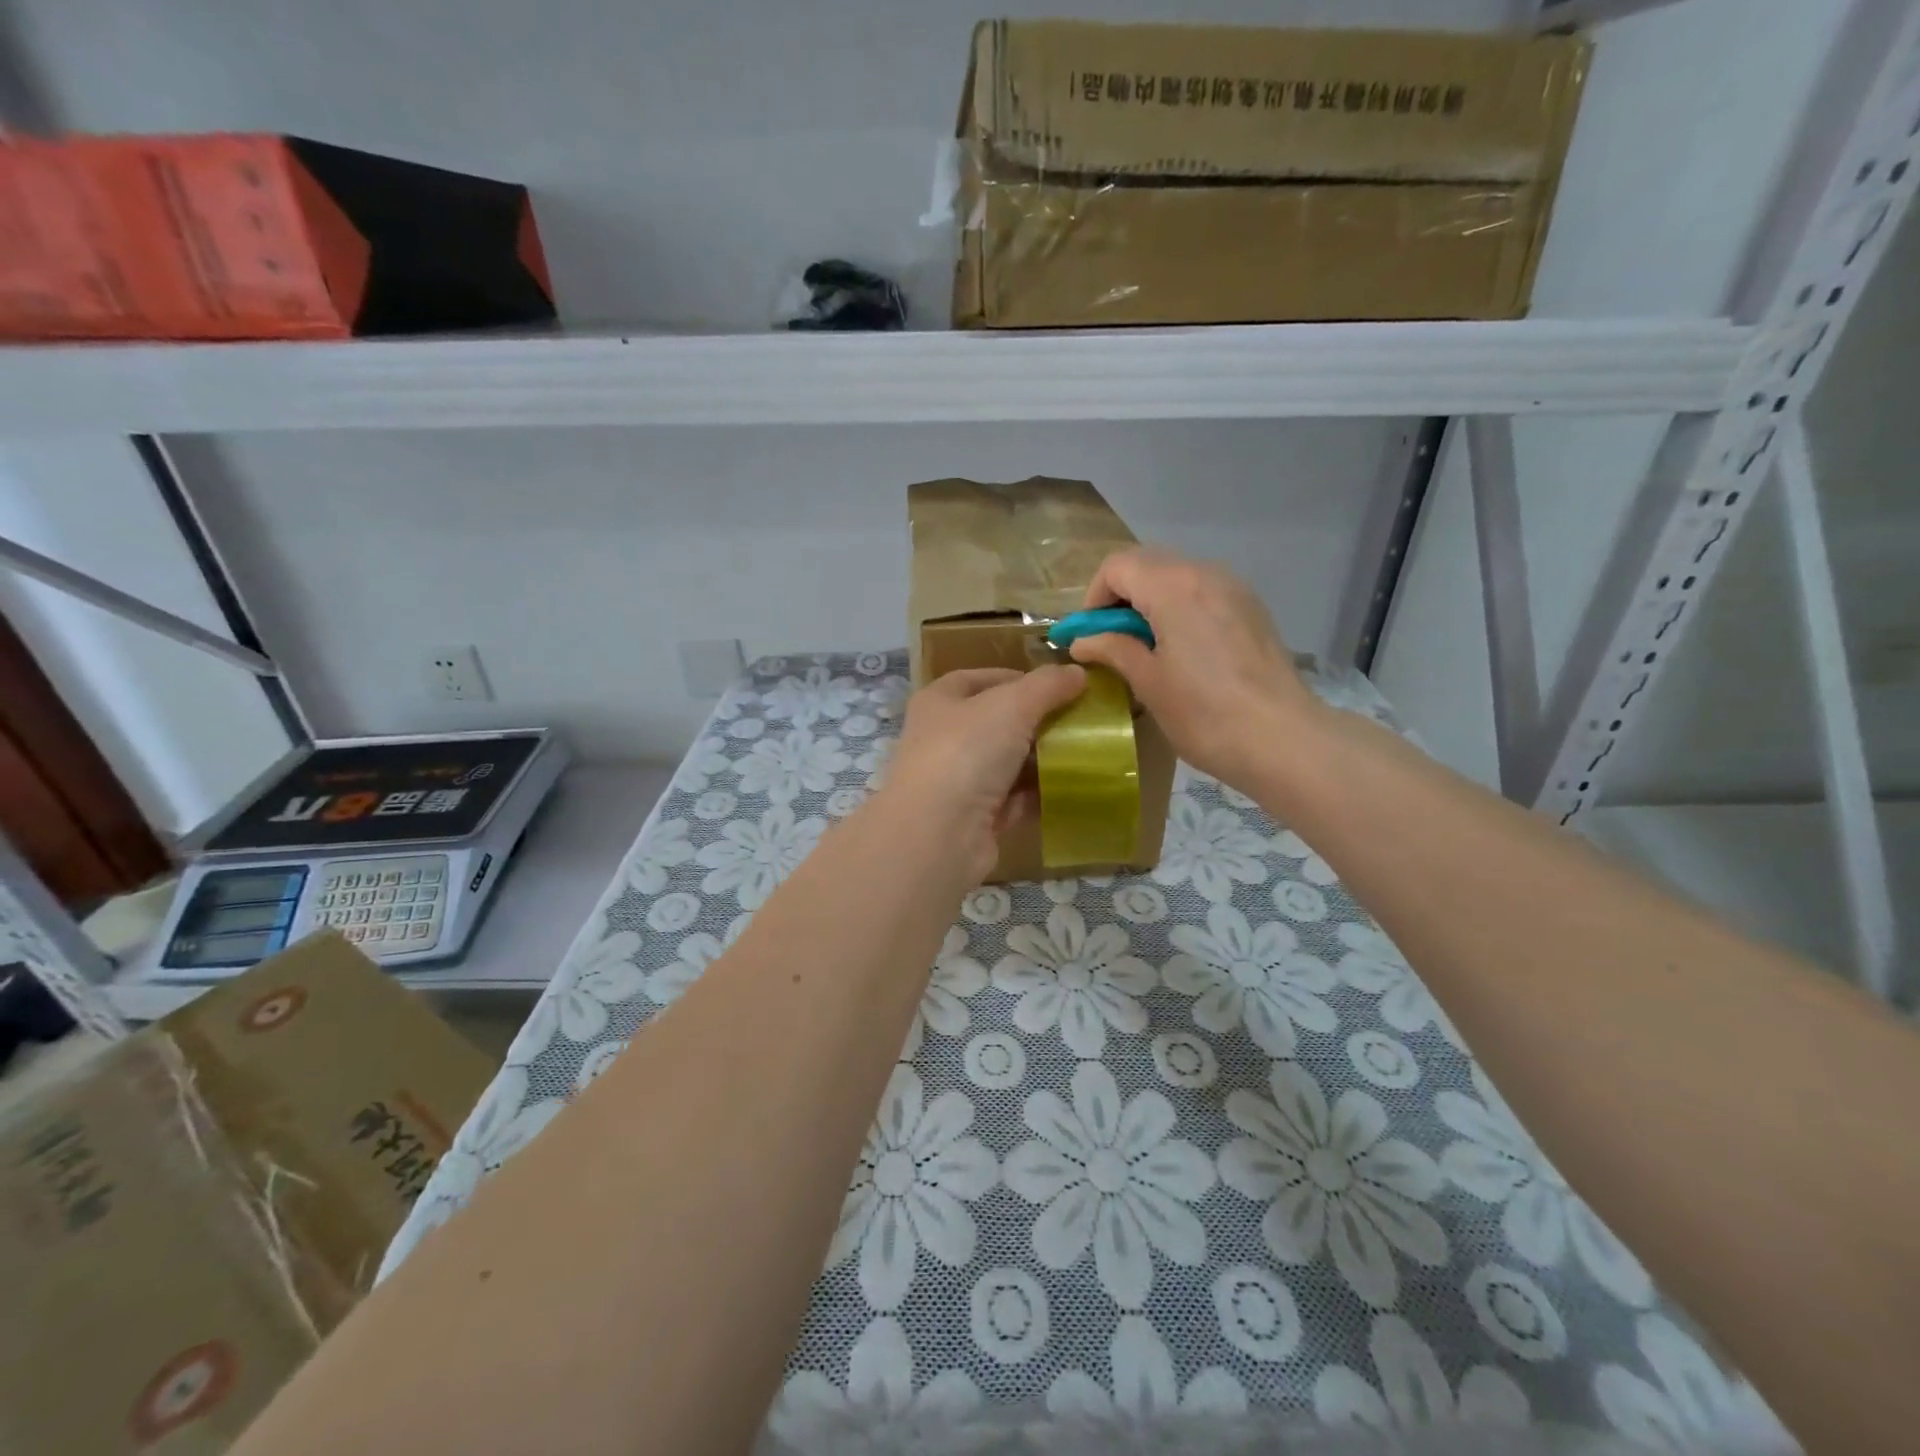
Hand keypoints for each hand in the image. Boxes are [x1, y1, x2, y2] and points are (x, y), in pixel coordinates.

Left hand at [878, 665, 1087, 883]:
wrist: (938, 835)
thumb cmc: (966, 752)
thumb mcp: (1012, 705)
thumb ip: (1047, 685)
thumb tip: (1078, 672)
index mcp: (940, 702)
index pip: (979, 679)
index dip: (1018, 677)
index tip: (1060, 685)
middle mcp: (943, 739)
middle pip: (997, 722)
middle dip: (1038, 721)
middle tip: (1082, 719)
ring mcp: (958, 781)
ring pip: (1008, 763)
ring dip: (1043, 759)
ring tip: (1087, 752)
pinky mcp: (975, 819)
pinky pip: (1015, 799)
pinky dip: (1040, 794)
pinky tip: (1073, 788)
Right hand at [1068, 548, 1317, 790]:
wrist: (1283, 739)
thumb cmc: (1204, 713)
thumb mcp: (1148, 683)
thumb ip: (1113, 650)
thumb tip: (1082, 641)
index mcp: (1174, 586)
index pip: (1117, 566)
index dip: (1094, 598)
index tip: (1090, 636)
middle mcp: (1206, 573)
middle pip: (1147, 564)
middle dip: (1120, 596)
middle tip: (1112, 641)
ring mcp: (1235, 588)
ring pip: (1177, 576)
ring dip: (1150, 602)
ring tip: (1146, 648)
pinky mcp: (1252, 609)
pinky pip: (1203, 592)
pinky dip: (1180, 608)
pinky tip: (1182, 651)